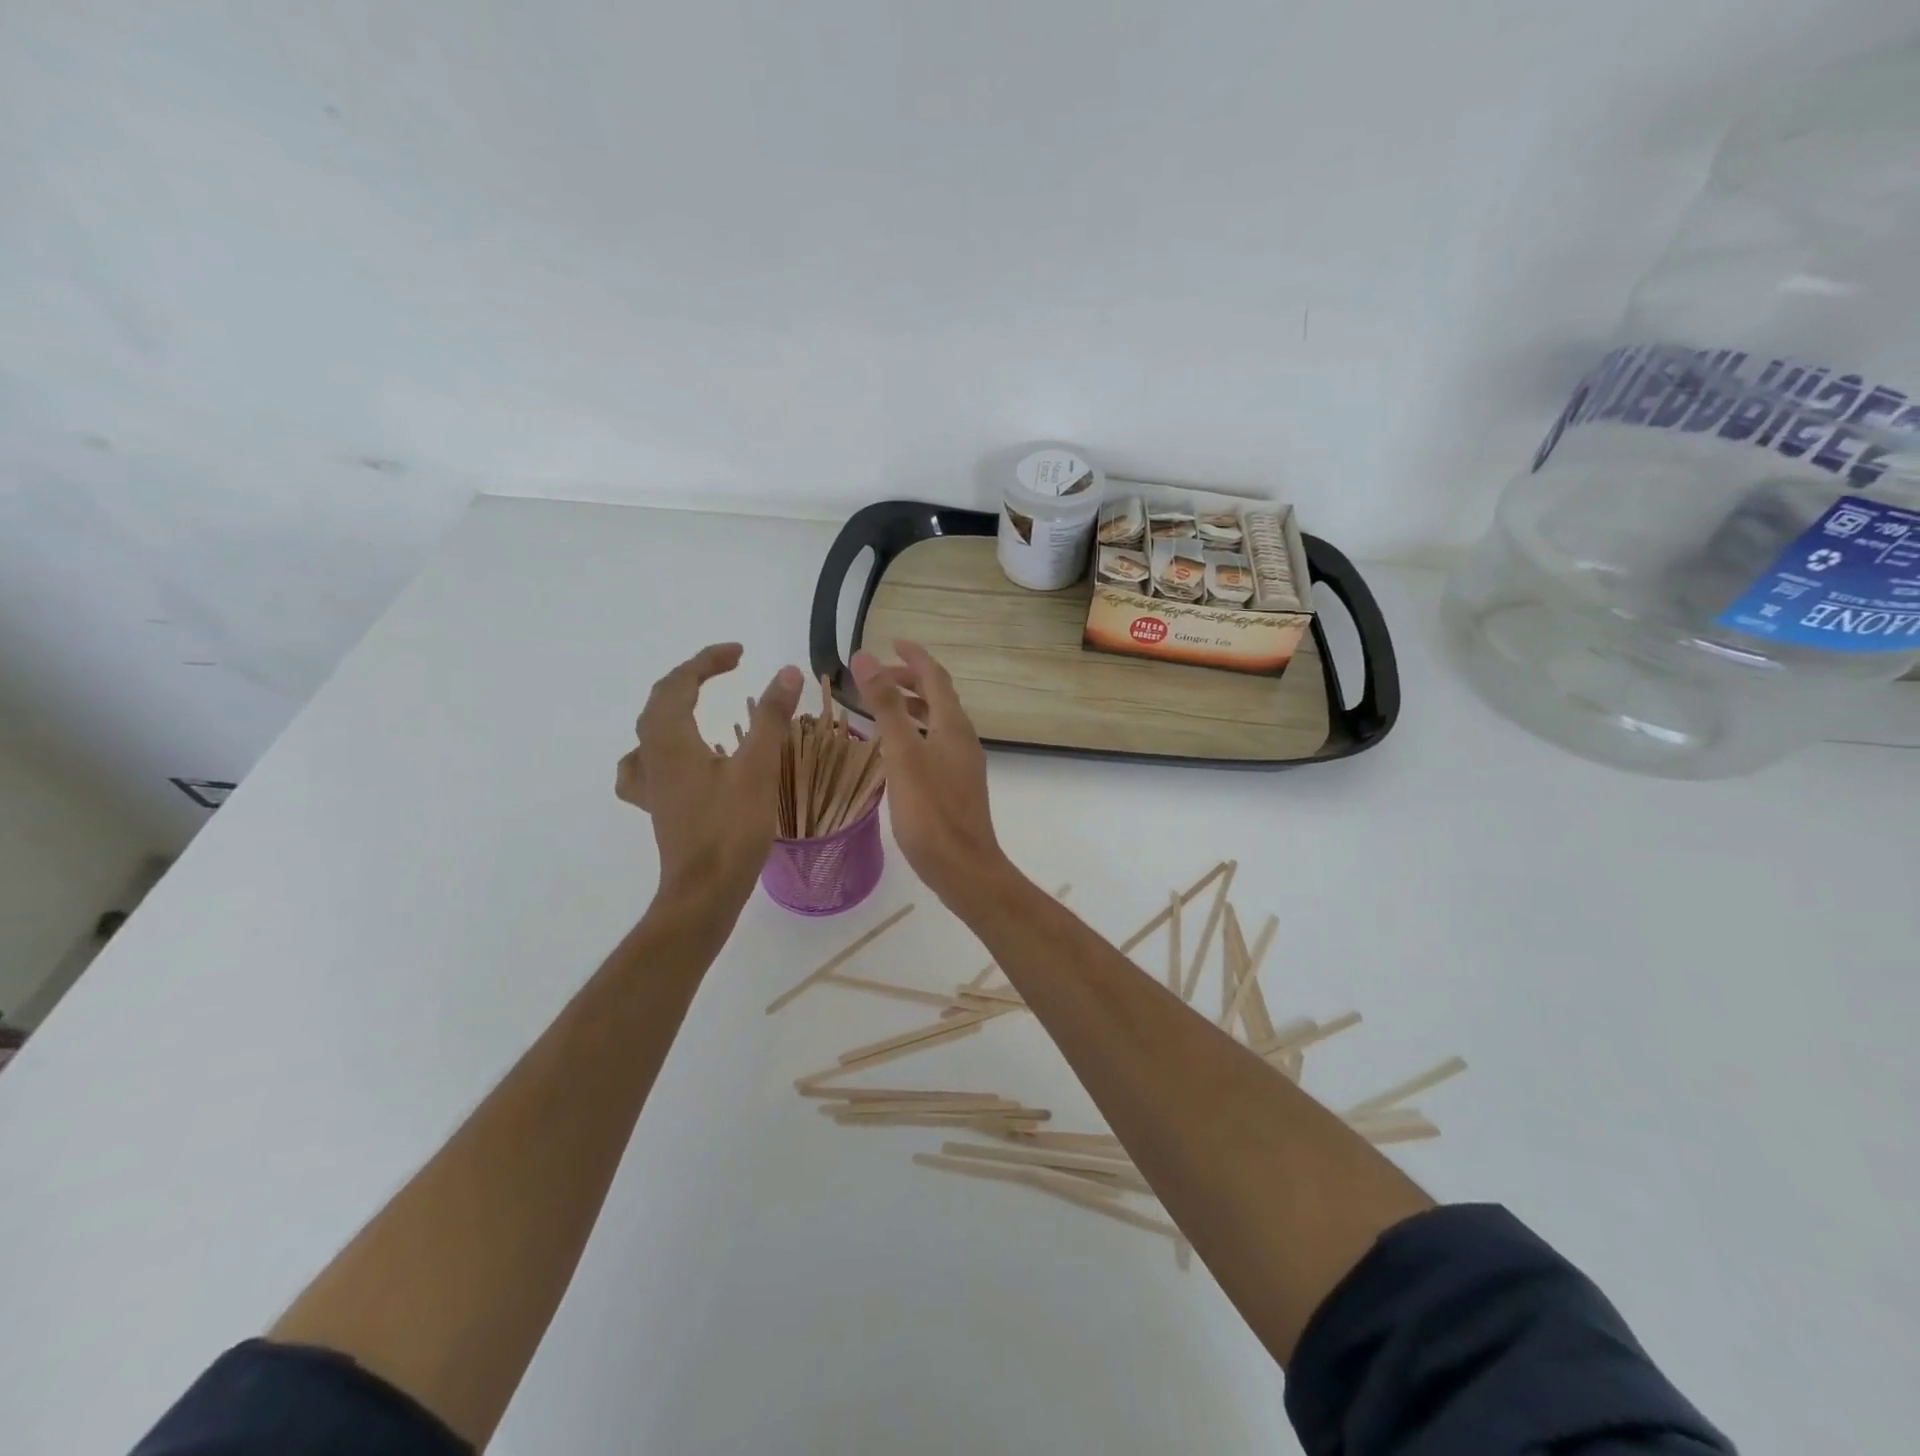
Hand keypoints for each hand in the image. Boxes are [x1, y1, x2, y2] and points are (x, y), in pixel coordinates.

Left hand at [617, 644, 803, 908]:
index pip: (681, 682)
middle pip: (661, 700)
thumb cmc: (731, 829)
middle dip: (692, 676)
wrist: (704, 892)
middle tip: (726, 668)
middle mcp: (652, 755)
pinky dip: (659, 748)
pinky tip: (673, 760)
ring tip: (696, 702)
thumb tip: (787, 671)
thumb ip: (771, 716)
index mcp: (671, 739)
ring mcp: (651, 783)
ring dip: (673, 706)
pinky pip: (646, 765)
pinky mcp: (658, 805)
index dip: (708, 660)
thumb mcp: (758, 768)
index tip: (741, 652)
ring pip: (650, 729)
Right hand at [851, 641, 1012, 910]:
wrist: (963, 867)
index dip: (914, 656)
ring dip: (911, 707)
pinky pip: (934, 744)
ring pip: (936, 722)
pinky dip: (913, 733)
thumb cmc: (930, 812)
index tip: (891, 641)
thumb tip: (866, 658)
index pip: (935, 676)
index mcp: (953, 725)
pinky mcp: (956, 786)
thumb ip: (885, 705)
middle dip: (909, 680)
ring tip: (880, 707)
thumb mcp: (902, 754)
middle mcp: (962, 739)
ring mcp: (962, 763)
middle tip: (877, 676)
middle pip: (938, 697)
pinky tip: (894, 751)